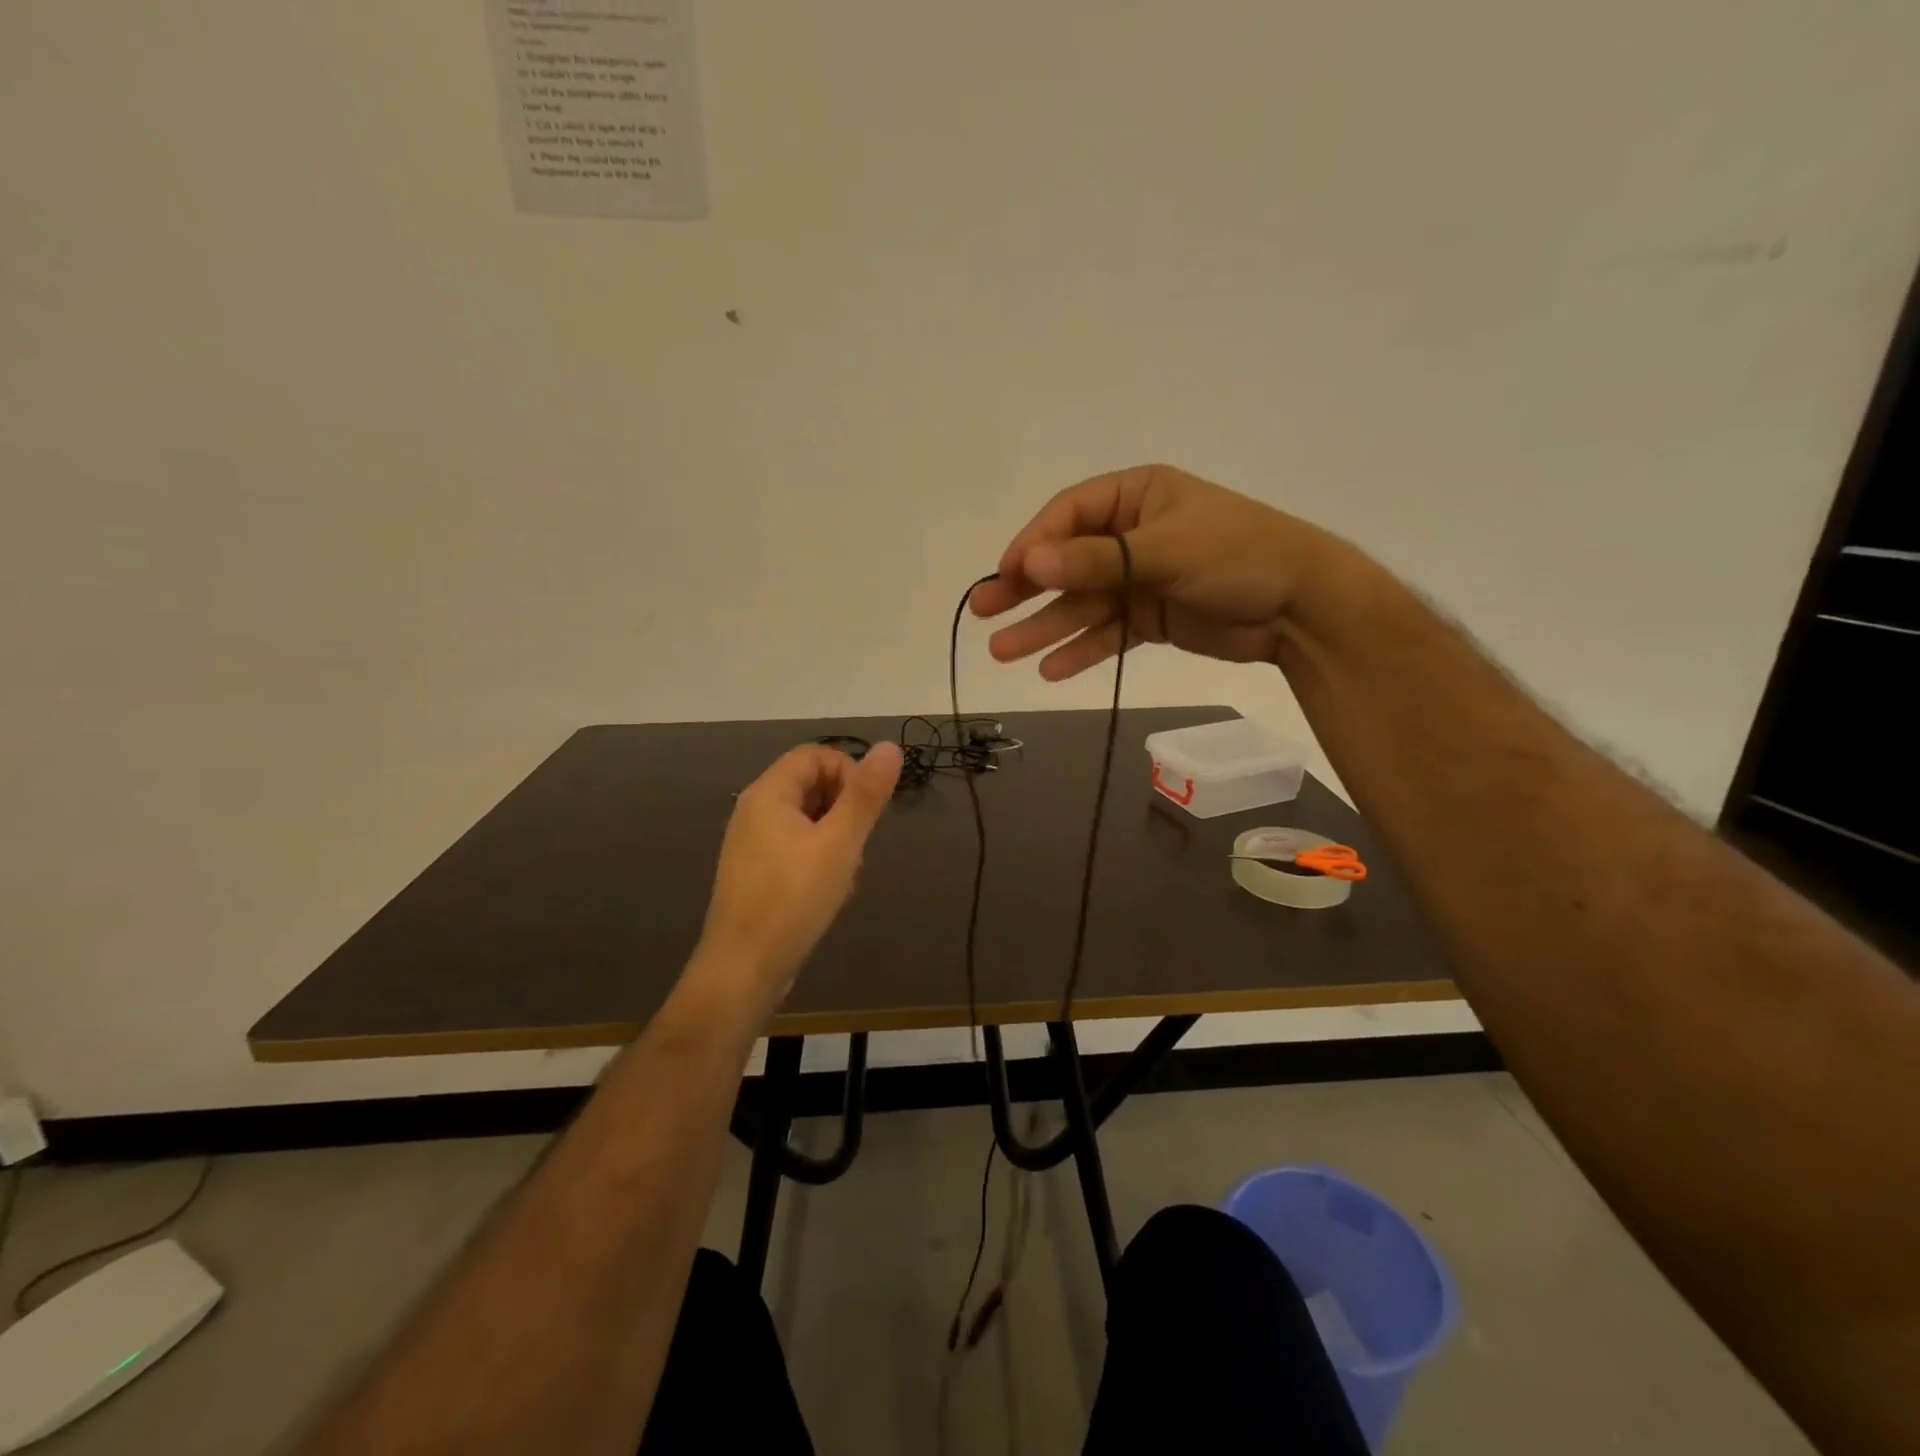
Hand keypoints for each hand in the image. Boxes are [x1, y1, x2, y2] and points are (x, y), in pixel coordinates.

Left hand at [696, 742, 902, 1011]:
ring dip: (837, 841)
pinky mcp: (758, 873)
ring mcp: (753, 844)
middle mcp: (755, 811)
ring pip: (809, 821)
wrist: (743, 969)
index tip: (868, 809)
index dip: (849, 771)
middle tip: (858, 846)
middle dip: (845, 811)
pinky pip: (797, 849)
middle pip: (812, 786)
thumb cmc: (793, 899)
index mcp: (768, 794)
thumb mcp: (839, 843)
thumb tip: (891, 746)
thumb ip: (866, 795)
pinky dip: (820, 861)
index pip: (816, 755)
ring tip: (845, 876)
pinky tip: (830, 893)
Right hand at [970, 464, 1339, 678]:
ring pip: (1082, 604)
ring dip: (1045, 627)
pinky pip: (1106, 633)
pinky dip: (1081, 650)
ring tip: (1003, 652)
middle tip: (981, 612)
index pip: (1069, 516)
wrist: (1301, 608)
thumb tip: (1029, 565)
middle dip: (1026, 589)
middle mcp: (1132, 535)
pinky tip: (1050, 669)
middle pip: (1067, 562)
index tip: (1006, 576)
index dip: (1033, 545)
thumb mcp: (1164, 551)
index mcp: (1136, 497)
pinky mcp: (1150, 618)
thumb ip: (1095, 561)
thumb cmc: (1238, 556)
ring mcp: (1140, 579)